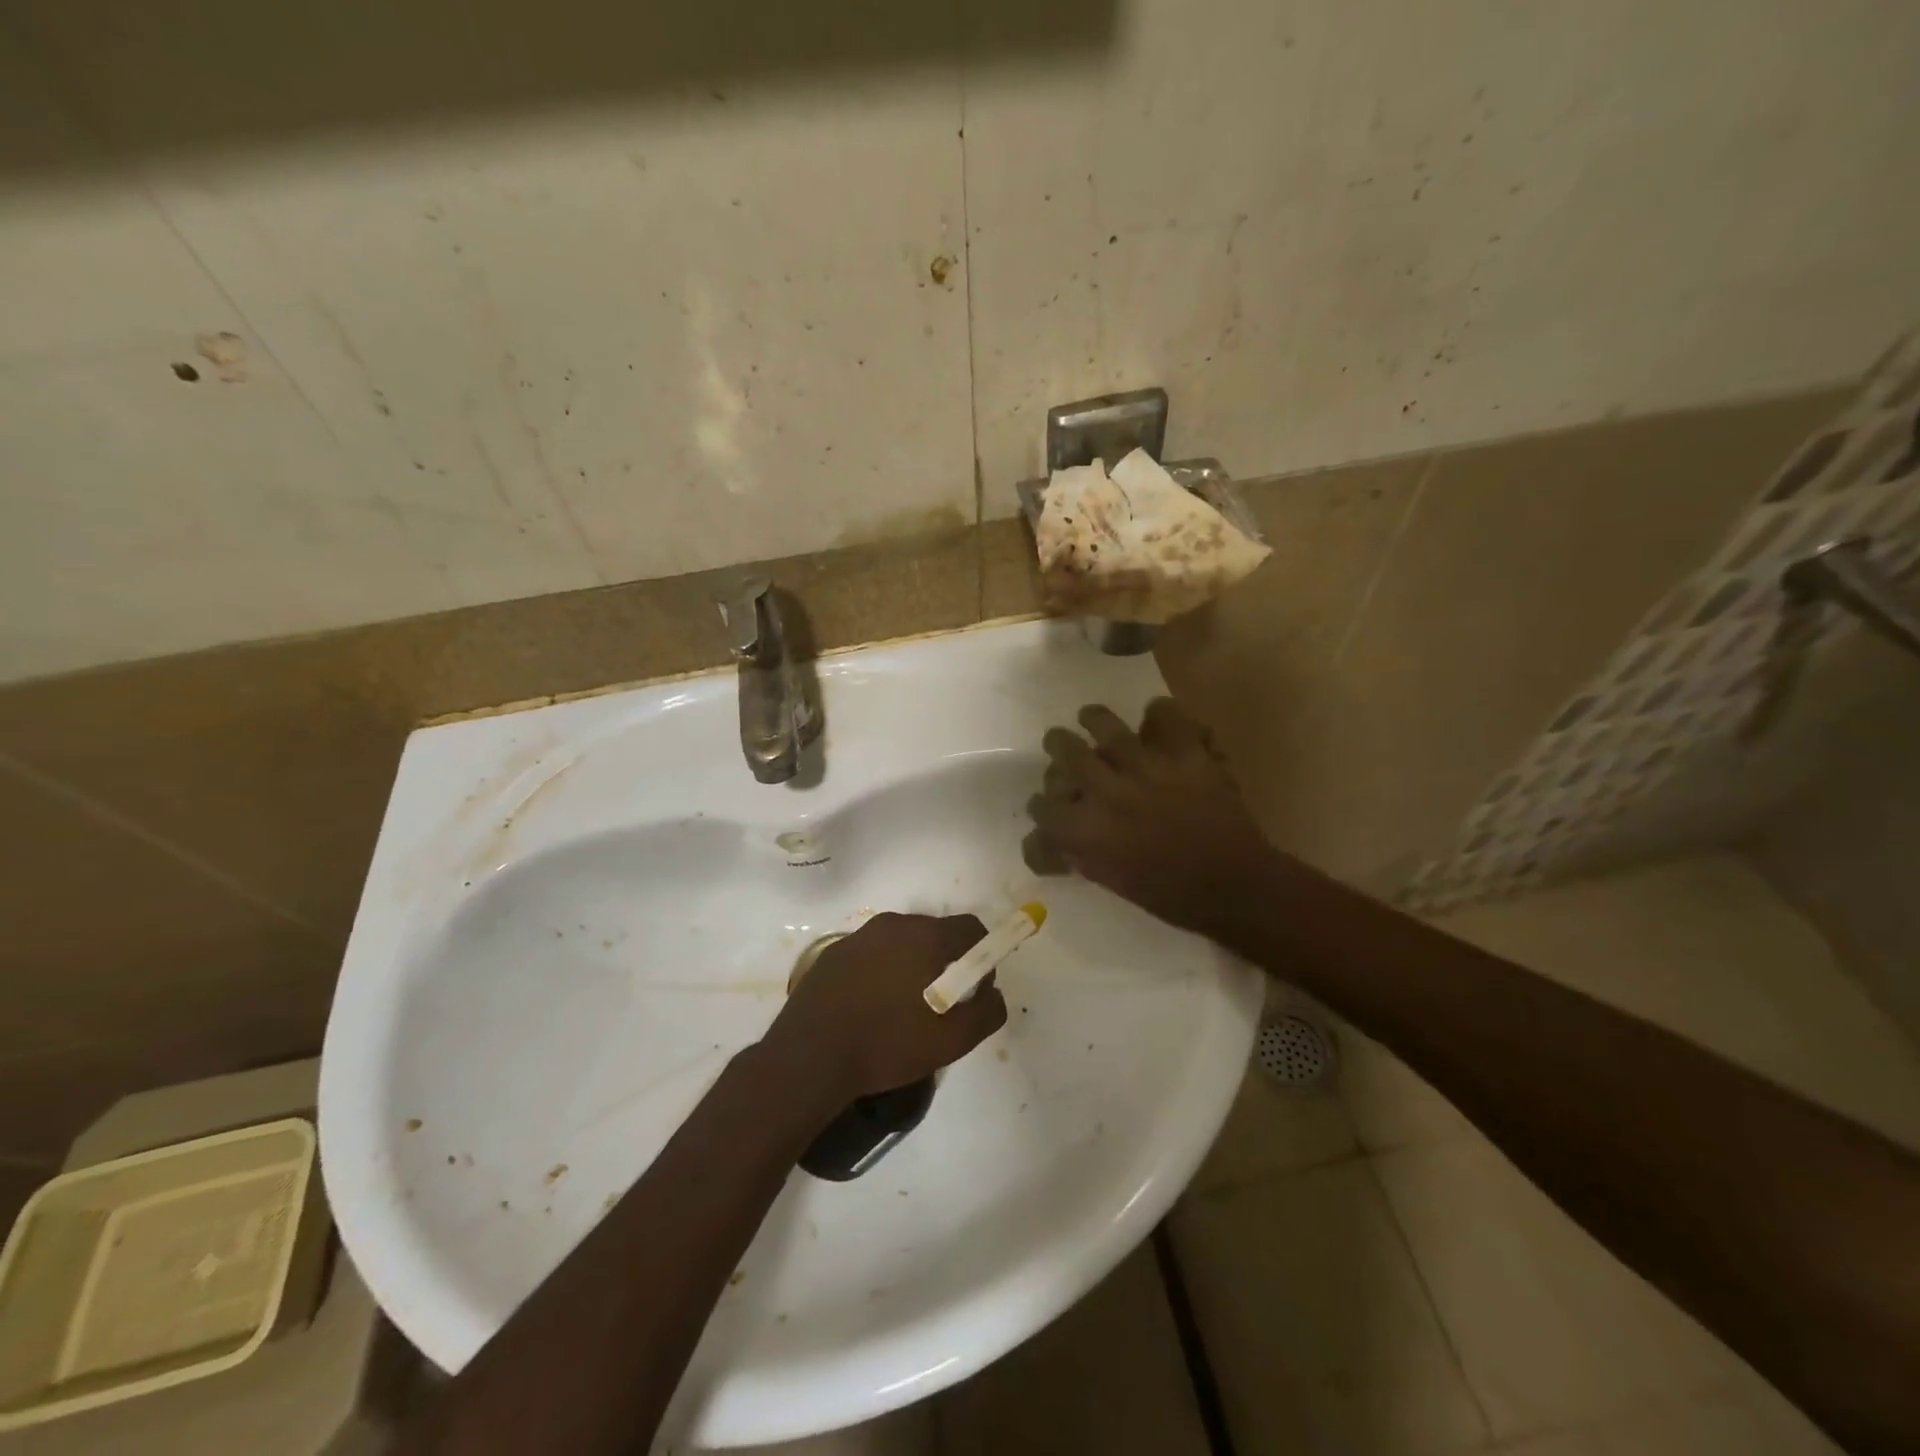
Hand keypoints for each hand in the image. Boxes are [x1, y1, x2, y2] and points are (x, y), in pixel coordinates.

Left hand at [762, 912, 1006, 1099]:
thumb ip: (987, 1011)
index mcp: (926, 936)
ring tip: (902, 1010)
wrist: (810, 1057)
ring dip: (911, 967)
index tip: (973, 990)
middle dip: (945, 962)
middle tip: (940, 1005)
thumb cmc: (888, 1044)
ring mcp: (859, 936)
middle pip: (935, 933)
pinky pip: (871, 954)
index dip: (982, 956)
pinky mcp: (833, 952)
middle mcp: (893, 924)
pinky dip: (880, 972)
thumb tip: (993, 992)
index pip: (971, 928)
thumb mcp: (952, 1040)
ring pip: (901, 943)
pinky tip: (870, 1008)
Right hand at [1026, 698, 1279, 943]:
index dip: (1042, 805)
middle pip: (1065, 751)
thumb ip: (1080, 853)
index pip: (1042, 806)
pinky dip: (1159, 713)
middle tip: (1061, 744)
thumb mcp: (1110, 879)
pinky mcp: (1185, 755)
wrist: (1232, 887)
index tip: (1049, 805)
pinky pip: (1165, 715)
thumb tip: (1058, 841)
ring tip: (1091, 719)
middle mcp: (1107, 791)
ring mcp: (1147, 768)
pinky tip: (1154, 719)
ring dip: (1093, 719)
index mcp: (1086, 830)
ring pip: (1104, 724)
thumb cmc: (1168, 894)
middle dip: (1058, 746)